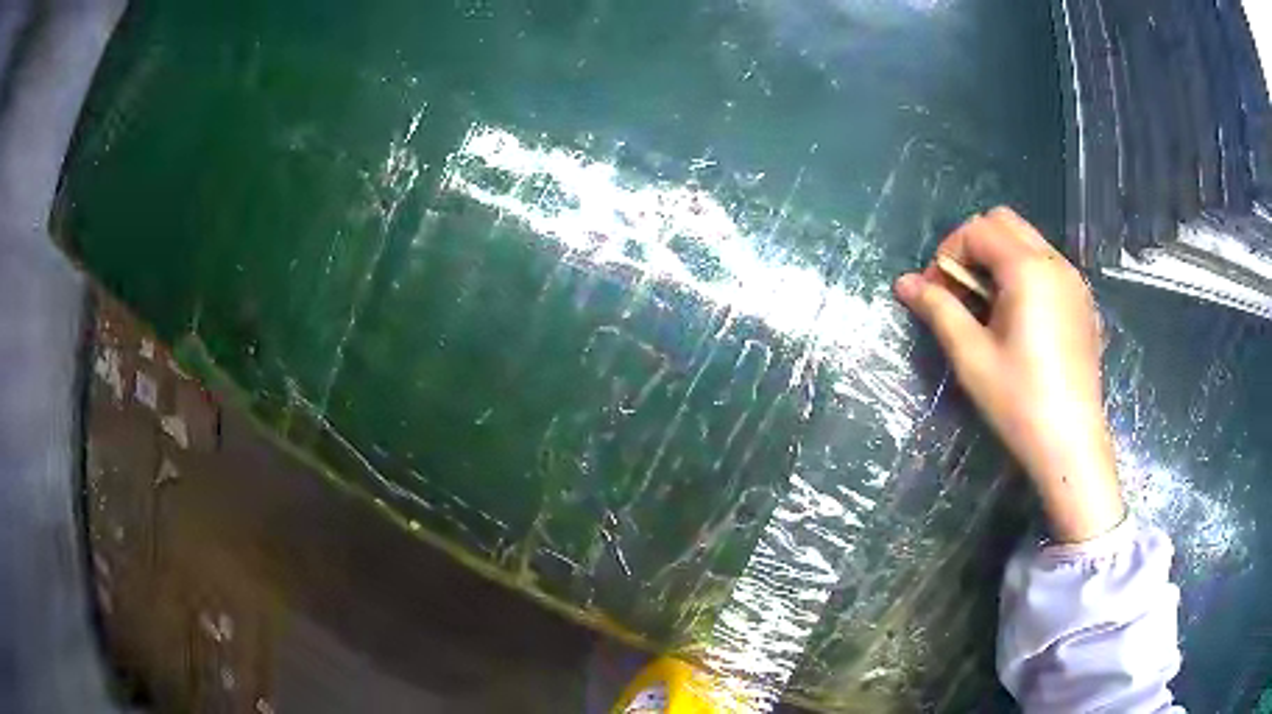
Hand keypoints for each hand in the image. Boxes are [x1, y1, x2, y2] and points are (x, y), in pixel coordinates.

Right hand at [894, 207, 1123, 542]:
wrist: (1071, 445)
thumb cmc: (1019, 402)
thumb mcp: (971, 357)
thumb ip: (938, 310)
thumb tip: (903, 282)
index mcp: (1028, 269)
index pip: (977, 230)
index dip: (947, 253)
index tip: (934, 292)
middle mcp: (1055, 262)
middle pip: (1004, 223)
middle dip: (973, 247)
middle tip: (959, 292)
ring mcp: (1074, 281)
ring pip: (1028, 242)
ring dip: (998, 259)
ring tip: (988, 308)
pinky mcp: (1083, 303)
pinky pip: (1047, 266)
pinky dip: (1024, 274)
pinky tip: (1019, 320)